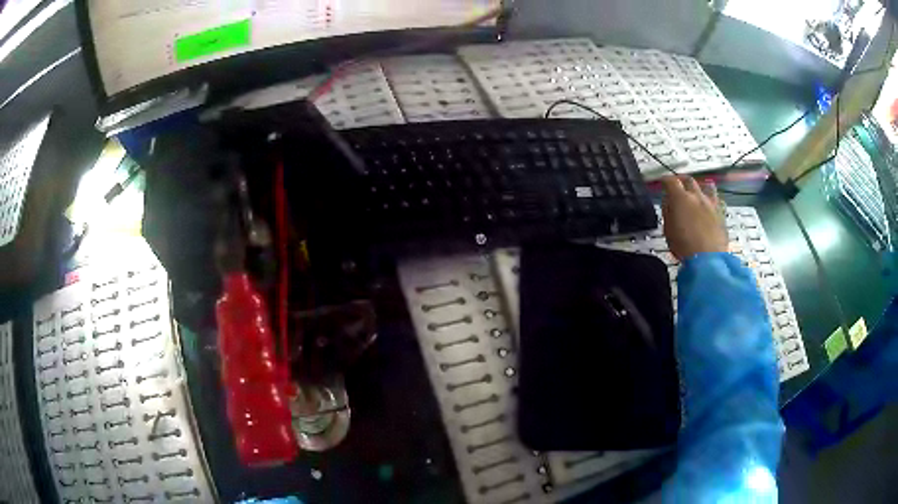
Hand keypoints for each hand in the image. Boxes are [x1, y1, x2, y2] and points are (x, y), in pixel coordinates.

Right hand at [660, 176, 727, 259]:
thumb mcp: (668, 230)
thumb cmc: (684, 246)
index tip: (662, 183)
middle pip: (689, 180)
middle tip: (678, 186)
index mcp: (681, 198)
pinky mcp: (721, 213)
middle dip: (682, 181)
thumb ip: (668, 212)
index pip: (671, 181)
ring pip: (707, 186)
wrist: (708, 259)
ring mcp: (711, 203)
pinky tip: (708, 207)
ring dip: (700, 187)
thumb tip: (668, 202)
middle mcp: (697, 196)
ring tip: (697, 193)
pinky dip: (710, 200)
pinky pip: (715, 200)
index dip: (665, 180)